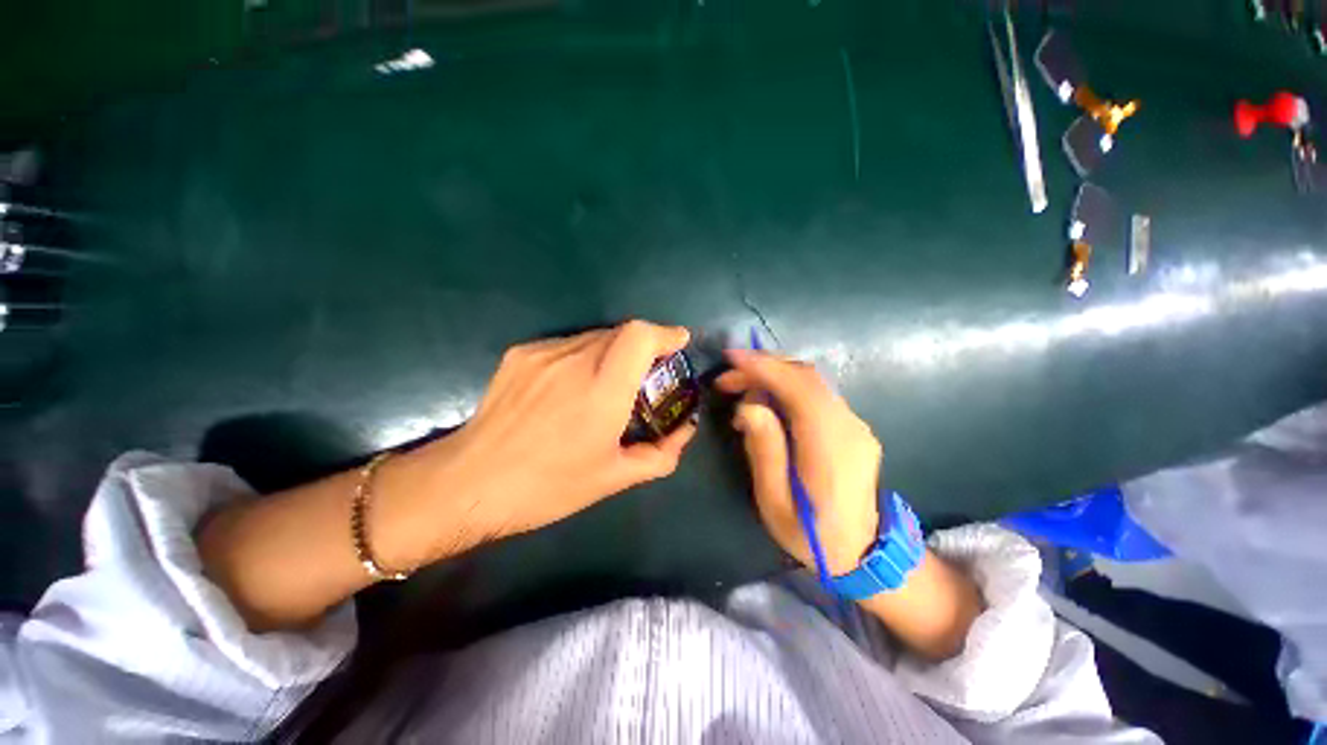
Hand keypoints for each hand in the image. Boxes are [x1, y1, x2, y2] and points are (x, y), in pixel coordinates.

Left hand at [424, 321, 696, 549]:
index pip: (639, 336)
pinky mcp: (521, 353)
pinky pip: (568, 344)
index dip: (664, 334)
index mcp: (601, 389)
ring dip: (613, 352)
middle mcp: (574, 360)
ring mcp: (543, 352)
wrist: (468, 483)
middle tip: (645, 375)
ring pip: (595, 336)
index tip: (677, 344)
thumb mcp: (613, 478)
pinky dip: (584, 356)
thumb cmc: (548, 485)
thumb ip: (660, 455)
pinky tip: (571, 387)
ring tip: (605, 385)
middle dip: (643, 347)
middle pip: (621, 331)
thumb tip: (684, 432)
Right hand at [715, 349, 881, 575]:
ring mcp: (855, 424)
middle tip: (727, 380)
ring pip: (811, 381)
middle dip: (762, 368)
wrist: (865, 554)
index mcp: (830, 447)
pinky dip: (787, 387)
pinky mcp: (852, 427)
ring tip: (740, 390)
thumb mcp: (775, 501)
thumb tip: (749, 407)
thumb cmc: (811, 534)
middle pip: (806, 376)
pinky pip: (816, 394)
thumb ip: (764, 450)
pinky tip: (766, 404)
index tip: (731, 358)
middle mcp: (849, 426)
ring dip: (773, 376)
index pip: (799, 389)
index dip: (764, 367)